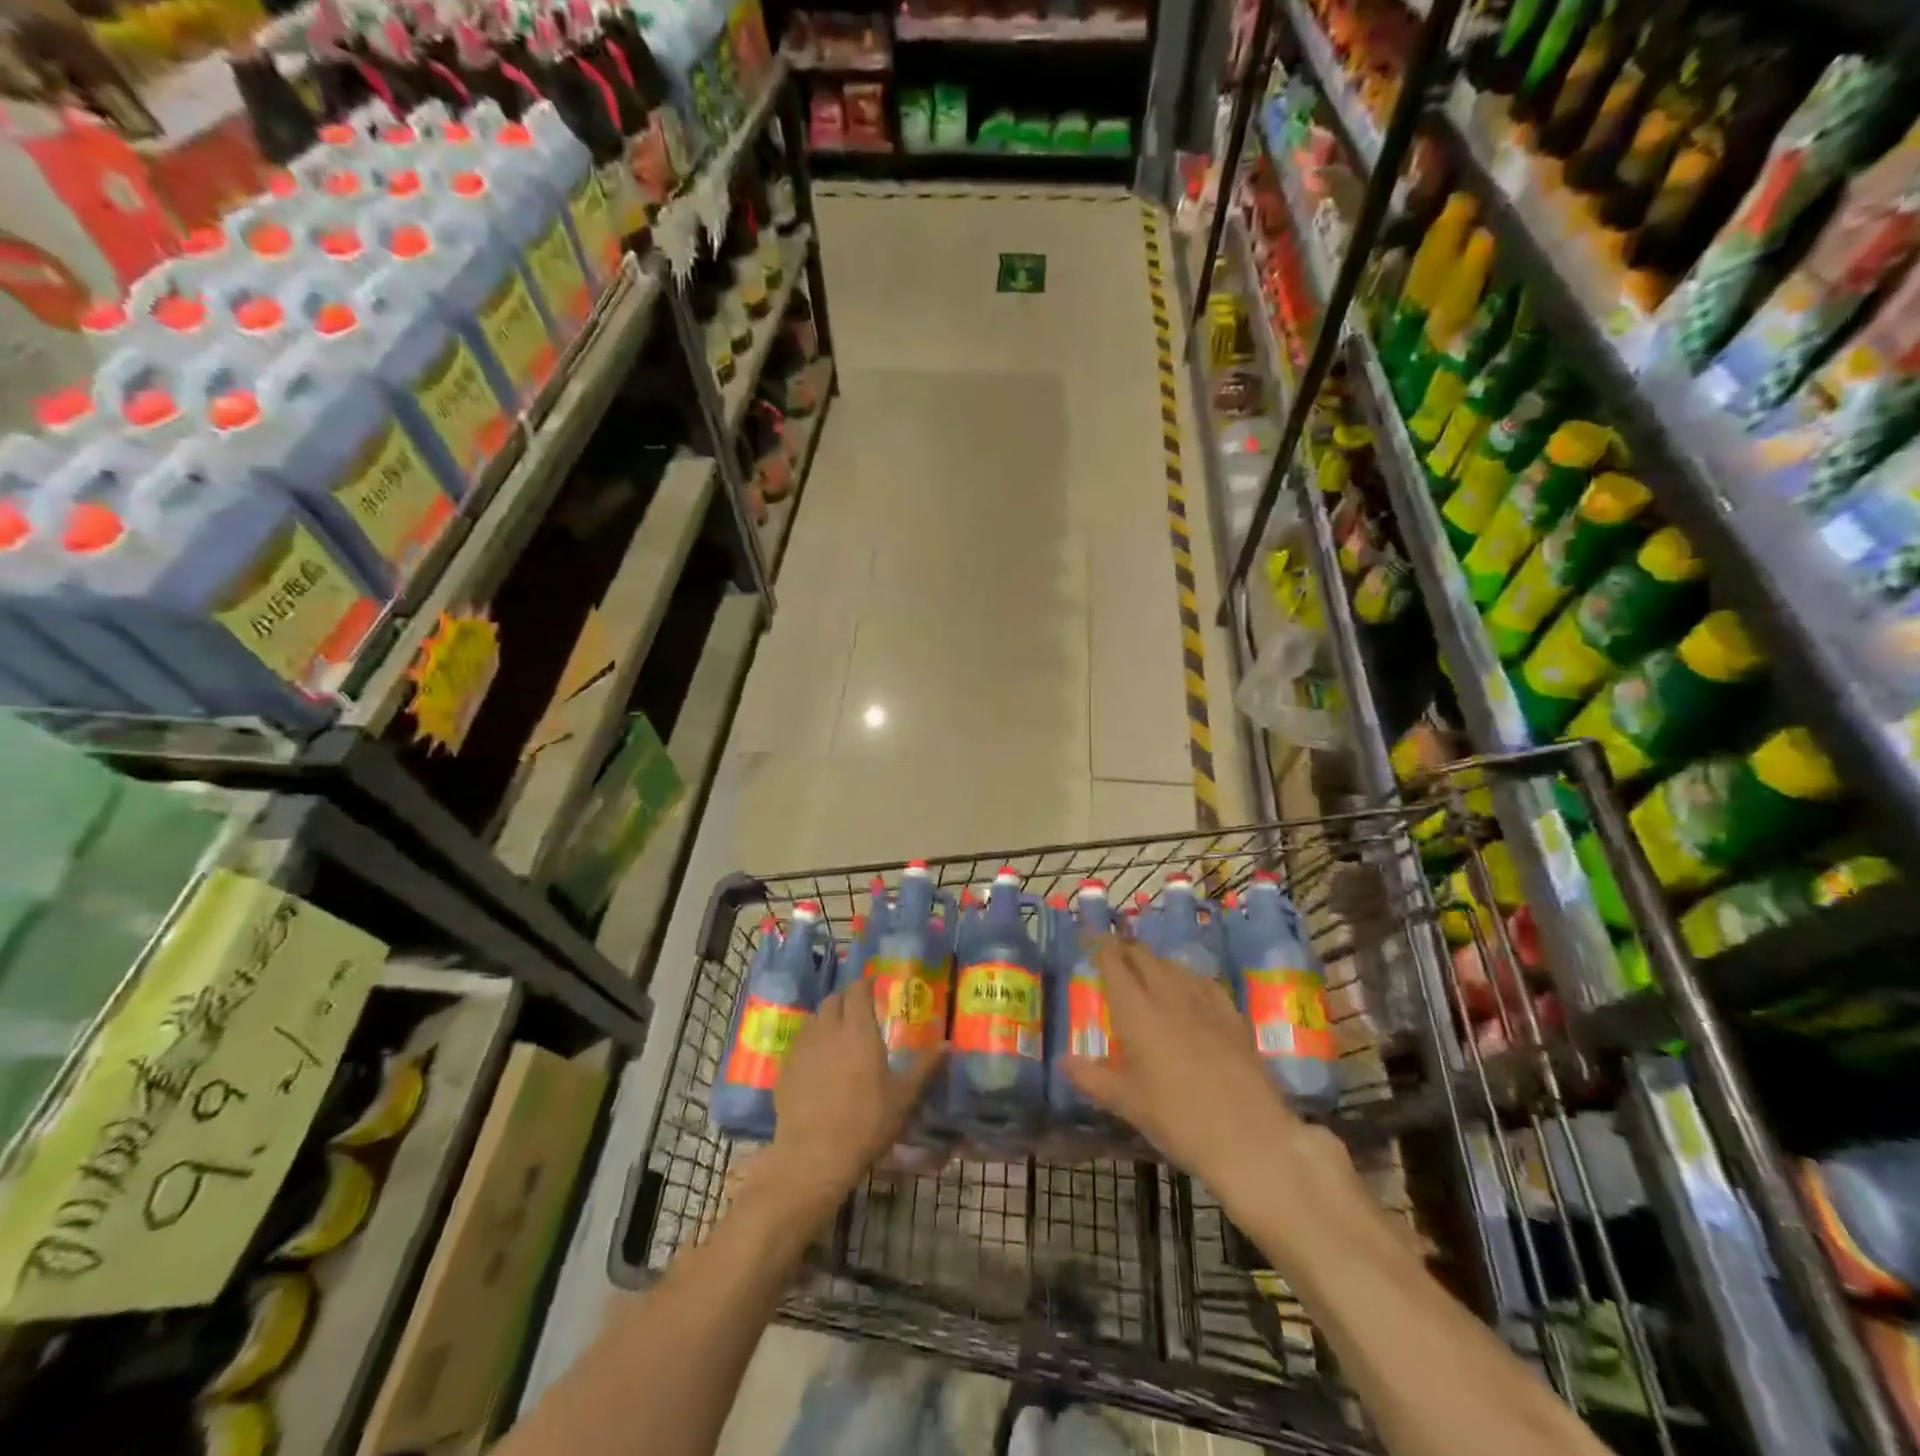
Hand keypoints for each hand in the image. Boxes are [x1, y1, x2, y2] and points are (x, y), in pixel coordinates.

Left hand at [764, 985, 942, 1214]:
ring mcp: (803, 1047)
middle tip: (858, 1011)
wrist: (814, 1155)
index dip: (865, 984)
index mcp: (858, 1029)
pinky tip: (817, 1063)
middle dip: (846, 1000)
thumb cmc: (867, 1122)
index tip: (873, 986)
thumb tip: (947, 1045)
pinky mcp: (785, 1068)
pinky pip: (799, 1043)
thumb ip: (925, 1067)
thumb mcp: (904, 1097)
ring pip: (814, 1019)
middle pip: (833, 1000)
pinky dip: (811, 1043)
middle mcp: (828, 1029)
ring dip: (827, 1019)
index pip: (858, 990)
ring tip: (838, 1035)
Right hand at [1066, 938, 1321, 1197]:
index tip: (1092, 942)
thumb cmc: (1178, 1120)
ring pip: (1175, 966)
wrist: (1251, 1138)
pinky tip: (1191, 992)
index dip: (1101, 948)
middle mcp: (1168, 996)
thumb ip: (1093, 1078)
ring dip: (1156, 963)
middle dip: (1127, 950)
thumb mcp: (1128, 1104)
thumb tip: (1064, 1062)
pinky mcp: (1233, 1017)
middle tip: (1115, 957)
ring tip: (1148, 972)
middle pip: (1145, 957)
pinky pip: (1206, 984)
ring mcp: (1205, 1003)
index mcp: (1136, 1011)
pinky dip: (1189, 980)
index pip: (1115, 963)